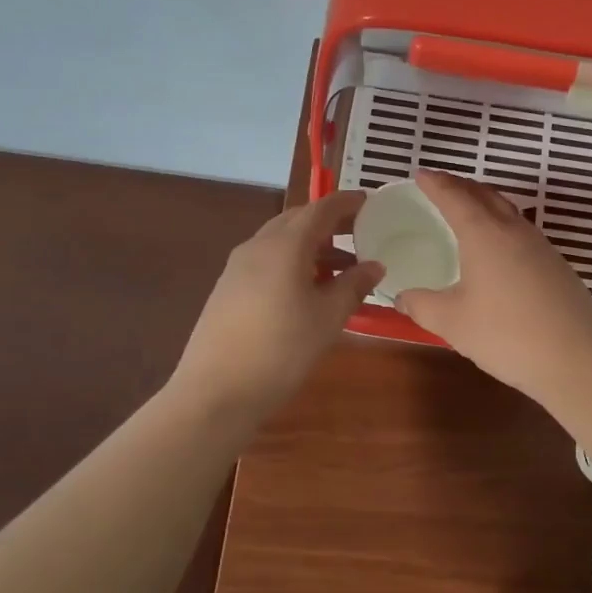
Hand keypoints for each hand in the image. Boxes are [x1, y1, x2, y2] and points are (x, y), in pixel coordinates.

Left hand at [169, 191, 382, 422]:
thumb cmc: (282, 350)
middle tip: (360, 233)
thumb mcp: (328, 319)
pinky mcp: (227, 288)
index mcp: (285, 246)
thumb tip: (375, 265)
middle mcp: (258, 246)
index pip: (320, 209)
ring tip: (342, 268)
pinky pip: (267, 260)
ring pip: (280, 241)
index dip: (346, 203)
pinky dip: (292, 262)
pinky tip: (307, 289)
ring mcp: (237, 267)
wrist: (216, 391)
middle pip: (297, 220)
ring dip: (312, 246)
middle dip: (329, 222)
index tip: (369, 201)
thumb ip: (353, 286)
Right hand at [396, 171, 591, 396]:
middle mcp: (514, 231)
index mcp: (485, 234)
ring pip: (509, 211)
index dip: (436, 183)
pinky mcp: (557, 266)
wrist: (575, 359)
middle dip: (461, 186)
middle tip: (441, 185)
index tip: (420, 174)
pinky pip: (522, 232)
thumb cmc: (506, 335)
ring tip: (469, 210)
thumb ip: (422, 305)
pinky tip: (499, 248)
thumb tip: (402, 297)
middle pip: (485, 195)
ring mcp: (541, 247)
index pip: (455, 197)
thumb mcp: (452, 323)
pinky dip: (502, 226)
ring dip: (485, 203)